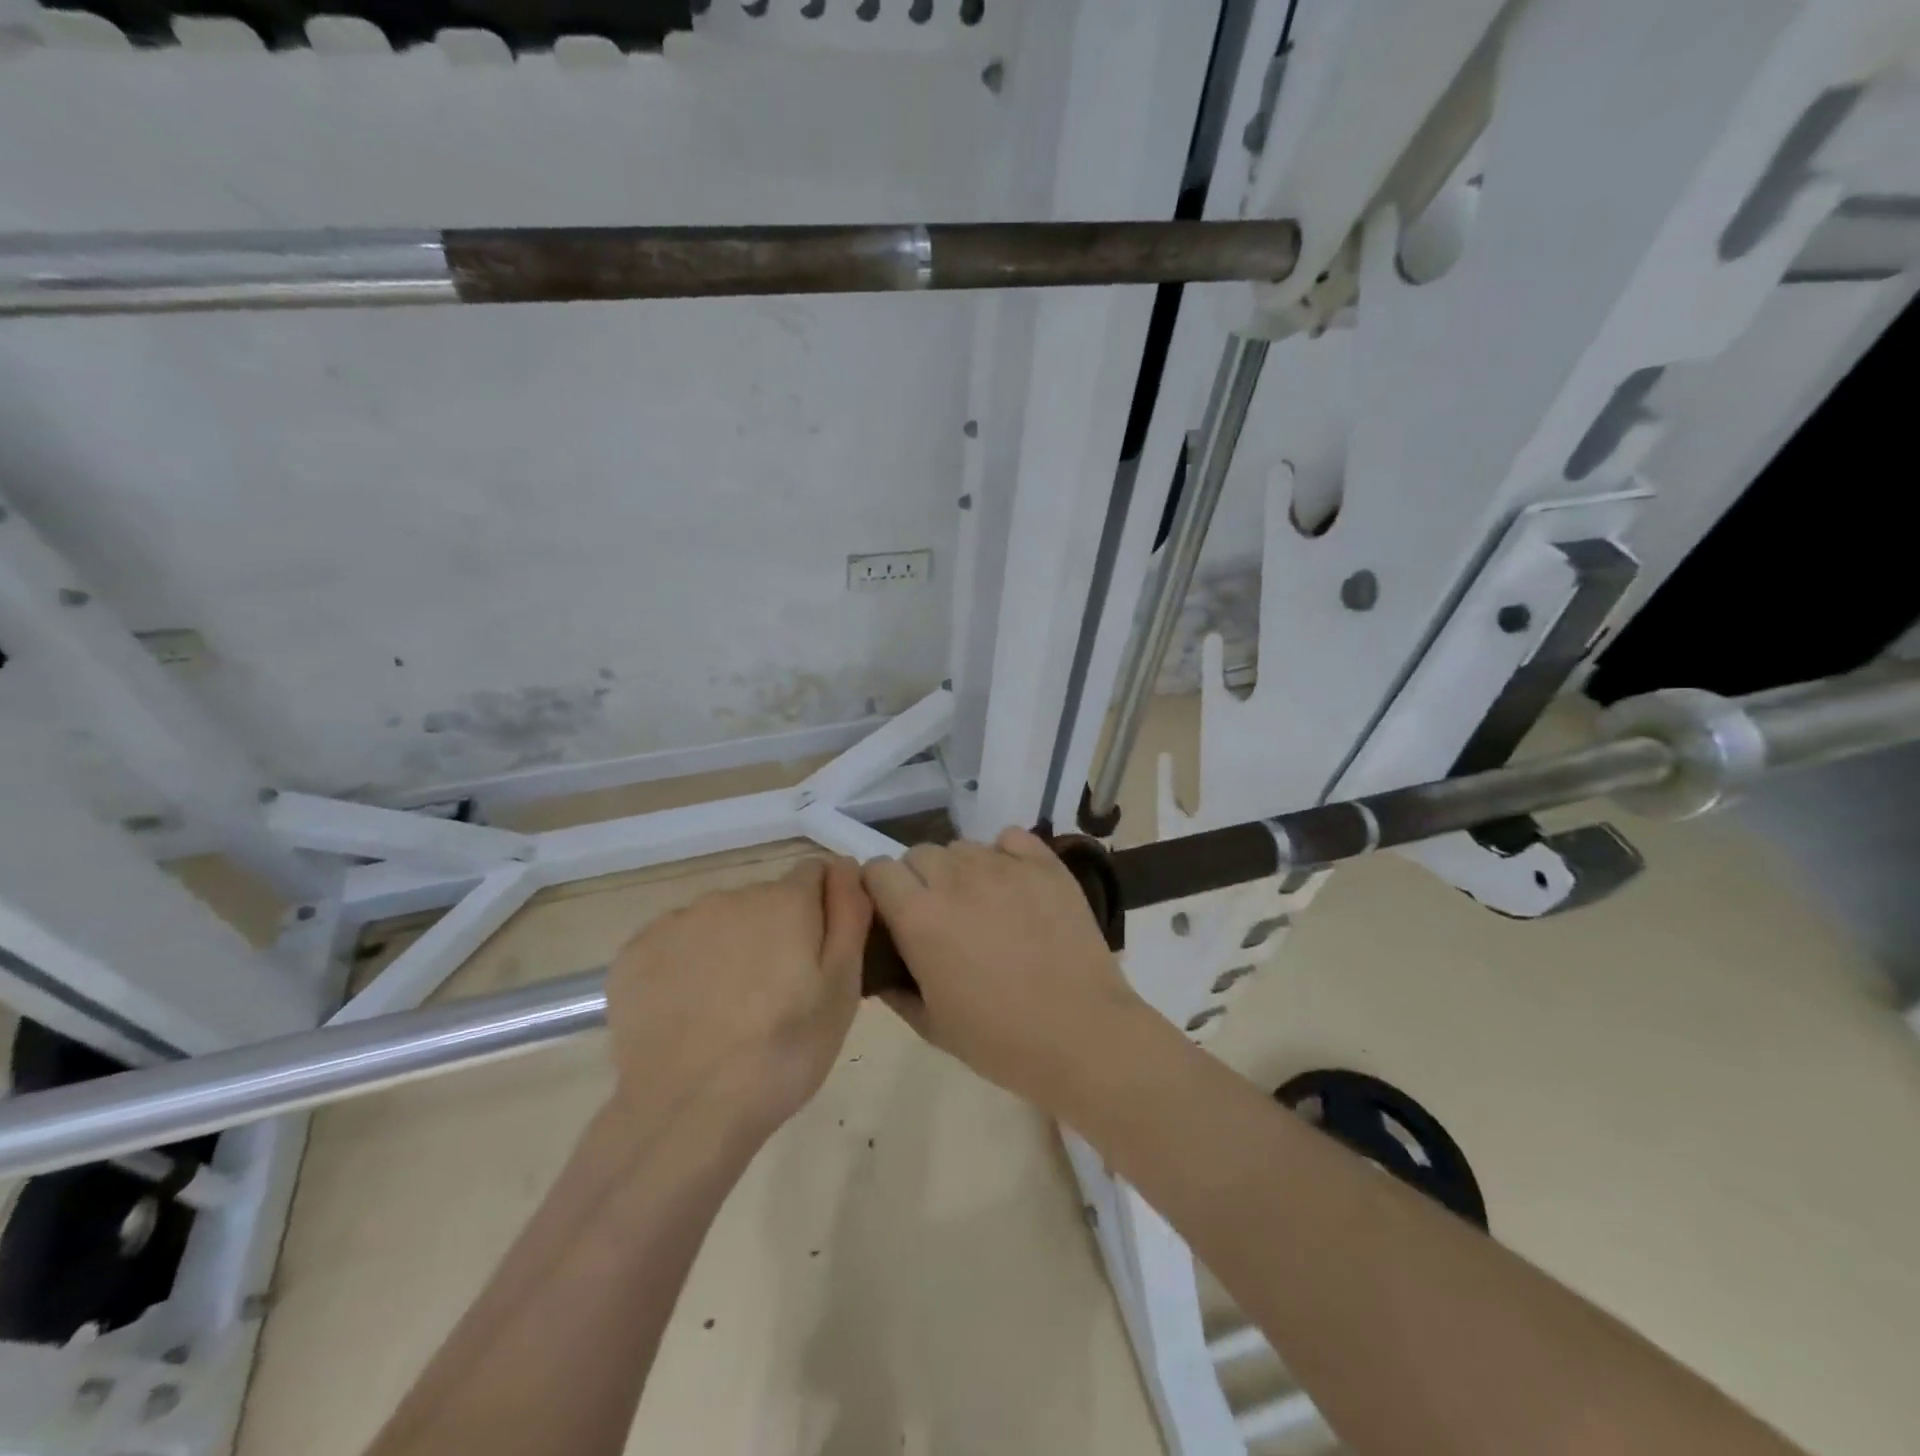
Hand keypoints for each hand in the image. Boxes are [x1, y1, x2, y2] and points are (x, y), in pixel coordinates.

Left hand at [603, 856, 870, 1136]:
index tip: (819, 954)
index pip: (815, 874)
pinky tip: (690, 1012)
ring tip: (731, 1008)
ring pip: (719, 921)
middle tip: (778, 993)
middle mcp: (729, 896)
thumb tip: (846, 865)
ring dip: (731, 947)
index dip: (823, 908)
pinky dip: (686, 966)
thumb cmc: (784, 1051)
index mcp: (784, 900)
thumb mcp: (842, 987)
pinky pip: (676, 944)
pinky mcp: (635, 952)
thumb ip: (849, 915)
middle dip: (776, 931)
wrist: (688, 1112)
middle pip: (765, 899)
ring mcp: (676, 922)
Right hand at [862, 828, 1148, 1111]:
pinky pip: (1010, 838)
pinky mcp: (1045, 864)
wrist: (1082, 1035)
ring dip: (960, 869)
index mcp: (920, 916)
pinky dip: (1004, 854)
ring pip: (963, 846)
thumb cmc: (1000, 1040)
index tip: (892, 914)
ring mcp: (1004, 866)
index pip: (878, 870)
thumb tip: (880, 963)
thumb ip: (894, 987)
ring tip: (982, 904)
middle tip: (940, 916)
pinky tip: (1014, 885)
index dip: (880, 890)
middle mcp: (956, 879)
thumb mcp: (931, 1025)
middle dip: (919, 879)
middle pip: (919, 853)